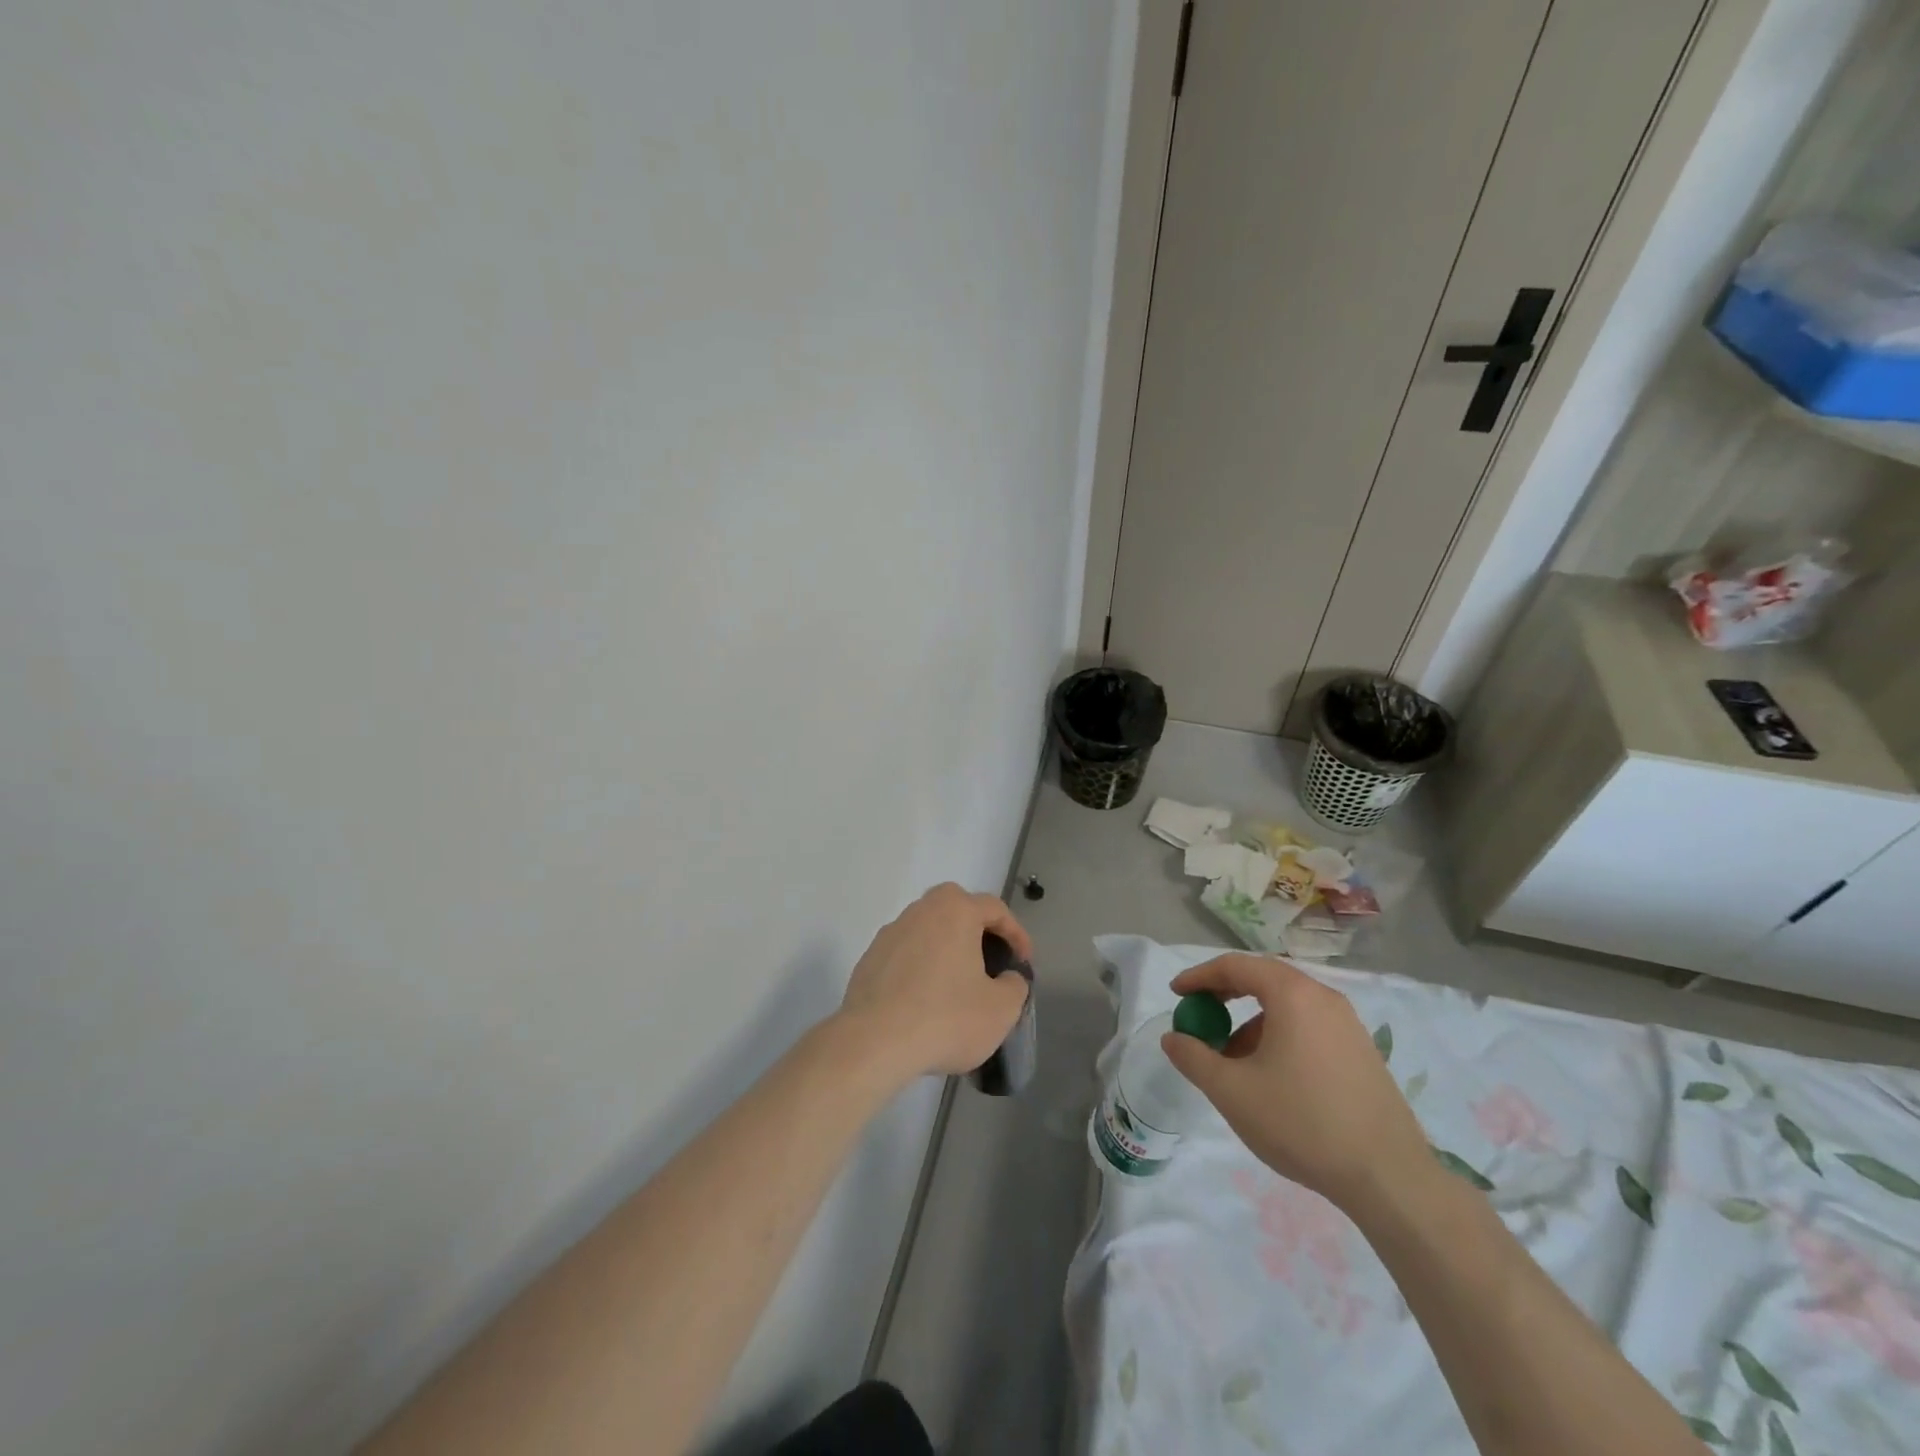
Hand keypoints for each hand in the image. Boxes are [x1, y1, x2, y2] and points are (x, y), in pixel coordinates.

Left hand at [836, 884, 1032, 1083]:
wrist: (874, 1042)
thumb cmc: (946, 1018)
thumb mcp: (1001, 1009)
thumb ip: (1015, 986)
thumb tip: (1007, 978)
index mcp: (955, 911)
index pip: (995, 909)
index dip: (1016, 934)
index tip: (1023, 962)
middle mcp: (921, 911)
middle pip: (956, 909)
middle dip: (977, 930)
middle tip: (990, 961)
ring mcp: (890, 933)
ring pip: (928, 930)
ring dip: (946, 948)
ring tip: (957, 984)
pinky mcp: (869, 959)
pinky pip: (905, 954)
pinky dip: (920, 968)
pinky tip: (925, 1000)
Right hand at [1159, 954, 1429, 1212]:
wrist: (1389, 1178)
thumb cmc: (1302, 1123)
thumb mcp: (1232, 1092)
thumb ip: (1194, 1058)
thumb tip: (1173, 1038)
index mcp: (1293, 995)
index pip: (1236, 966)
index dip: (1199, 976)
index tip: (1176, 994)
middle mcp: (1324, 998)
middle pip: (1264, 979)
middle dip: (1225, 995)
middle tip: (1200, 1016)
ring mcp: (1348, 1025)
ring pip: (1287, 1006)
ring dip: (1251, 1021)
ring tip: (1232, 1059)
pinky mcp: (1362, 1052)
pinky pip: (1309, 1026)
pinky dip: (1279, 1036)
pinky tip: (1270, 1077)